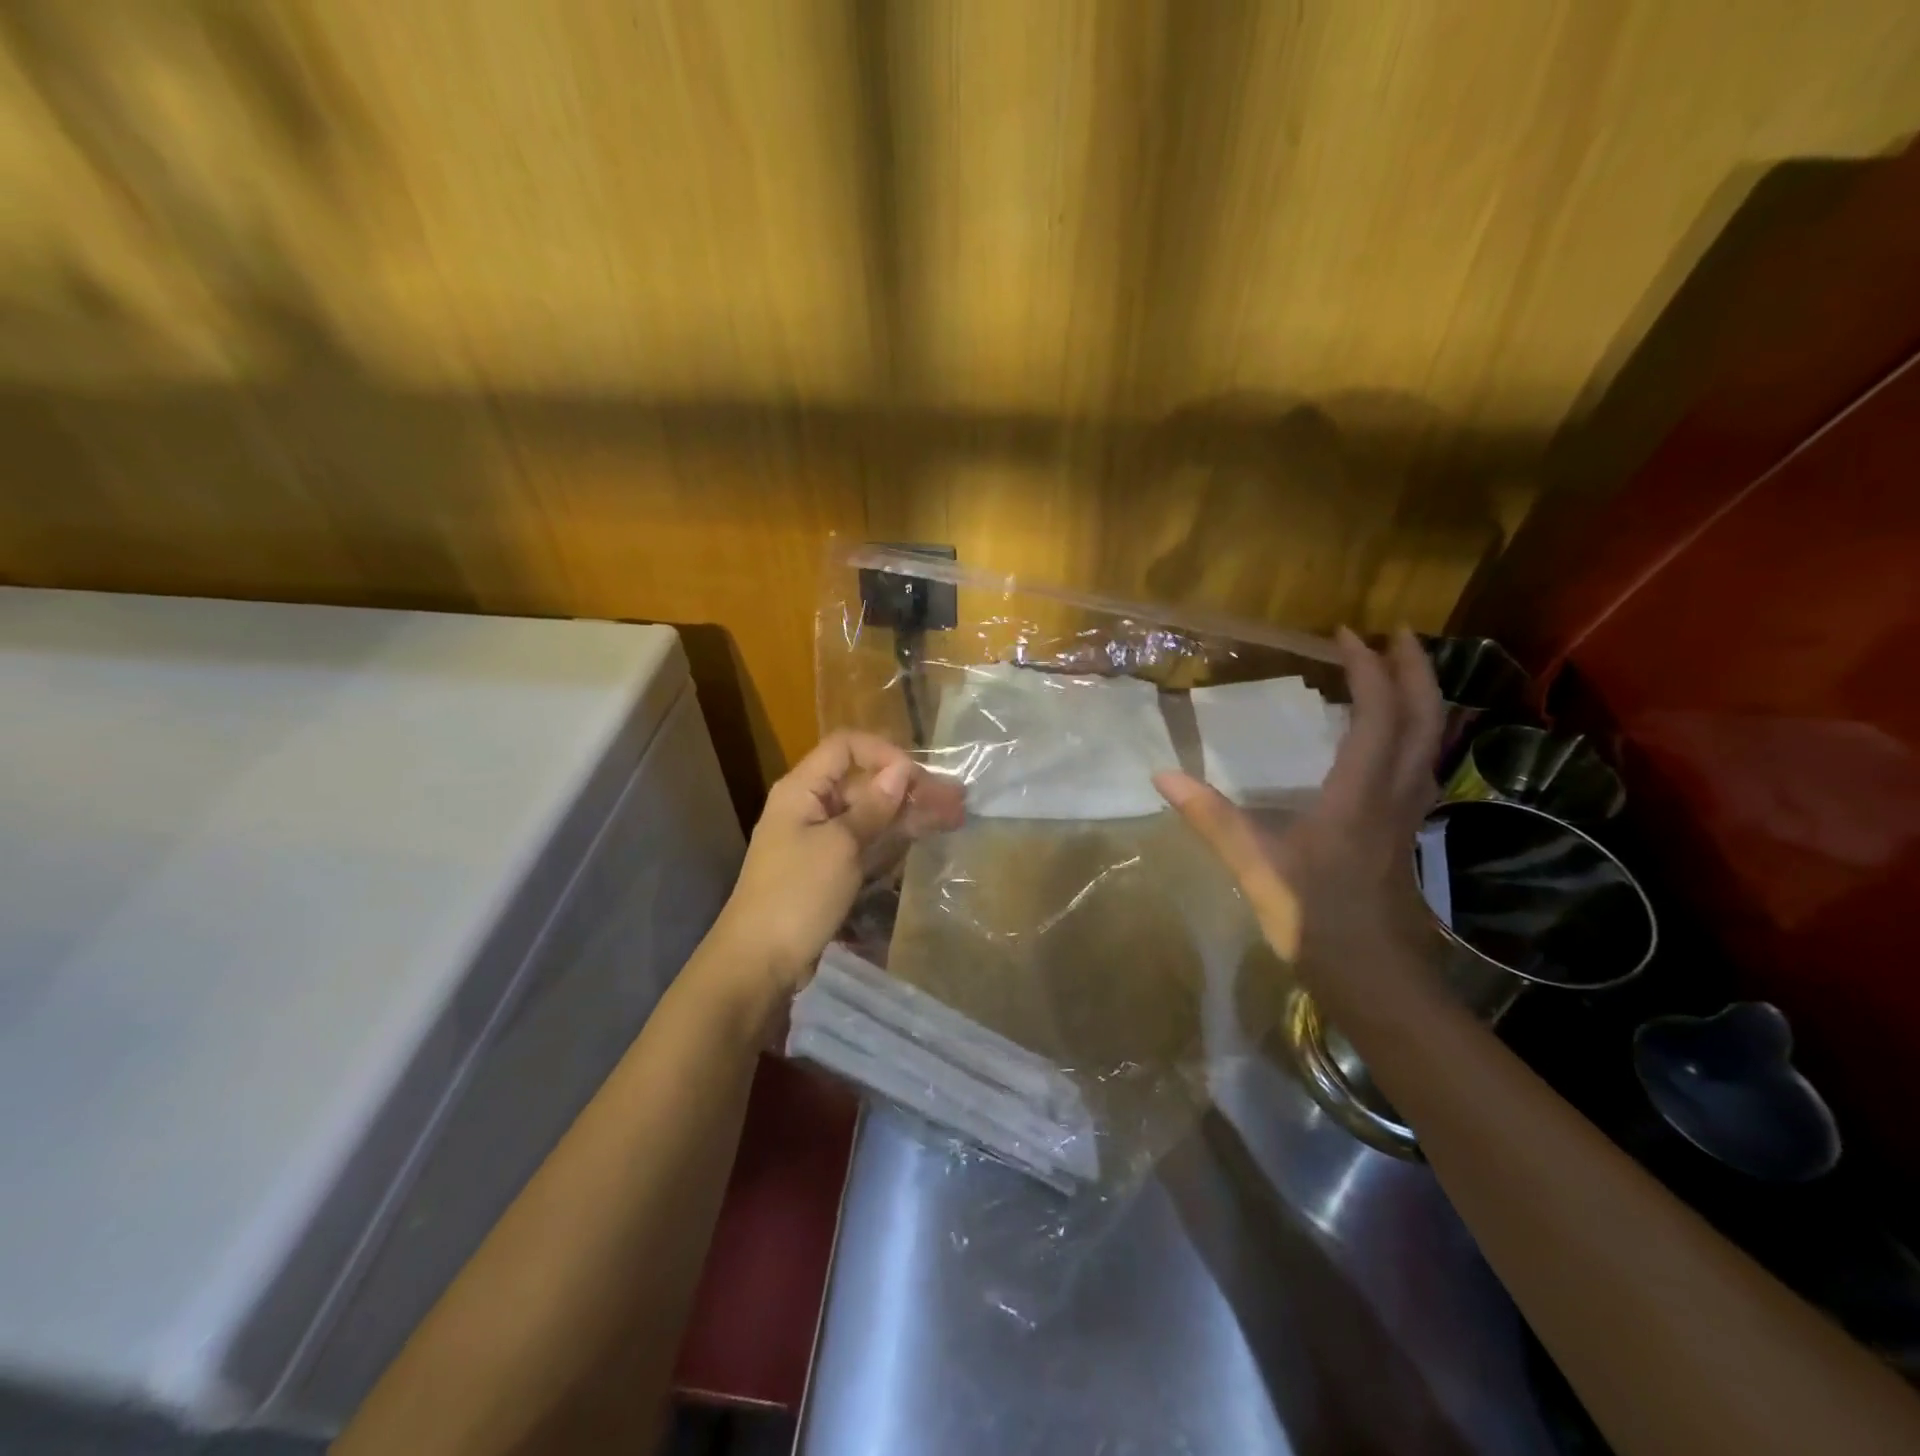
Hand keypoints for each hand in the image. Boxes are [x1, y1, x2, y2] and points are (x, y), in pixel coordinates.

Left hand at [711, 730, 965, 1005]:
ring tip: (955, 816)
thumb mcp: (840, 846)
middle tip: (956, 800)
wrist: (759, 962)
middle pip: (864, 782)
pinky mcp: (831, 868)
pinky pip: (867, 841)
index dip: (884, 753)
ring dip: (910, 812)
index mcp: (803, 790)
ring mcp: (821, 839)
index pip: (846, 747)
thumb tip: (901, 769)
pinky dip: (895, 837)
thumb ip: (873, 807)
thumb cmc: (797, 895)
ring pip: (871, 813)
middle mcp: (812, 807)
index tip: (917, 778)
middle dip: (909, 787)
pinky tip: (926, 836)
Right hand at [1155, 627, 1444, 991]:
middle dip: (1415, 669)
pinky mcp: (1405, 832)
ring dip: (1422, 698)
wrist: (1375, 980)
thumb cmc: (1314, 921)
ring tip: (1398, 673)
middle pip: (1425, 718)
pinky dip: (1414, 733)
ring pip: (1432, 742)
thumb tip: (1162, 775)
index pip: (1377, 715)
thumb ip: (1211, 819)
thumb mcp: (1254, 868)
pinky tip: (1390, 740)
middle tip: (1395, 634)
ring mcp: (1407, 814)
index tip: (1345, 634)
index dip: (1368, 669)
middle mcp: (1394, 794)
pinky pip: (1421, 765)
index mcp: (1358, 795)